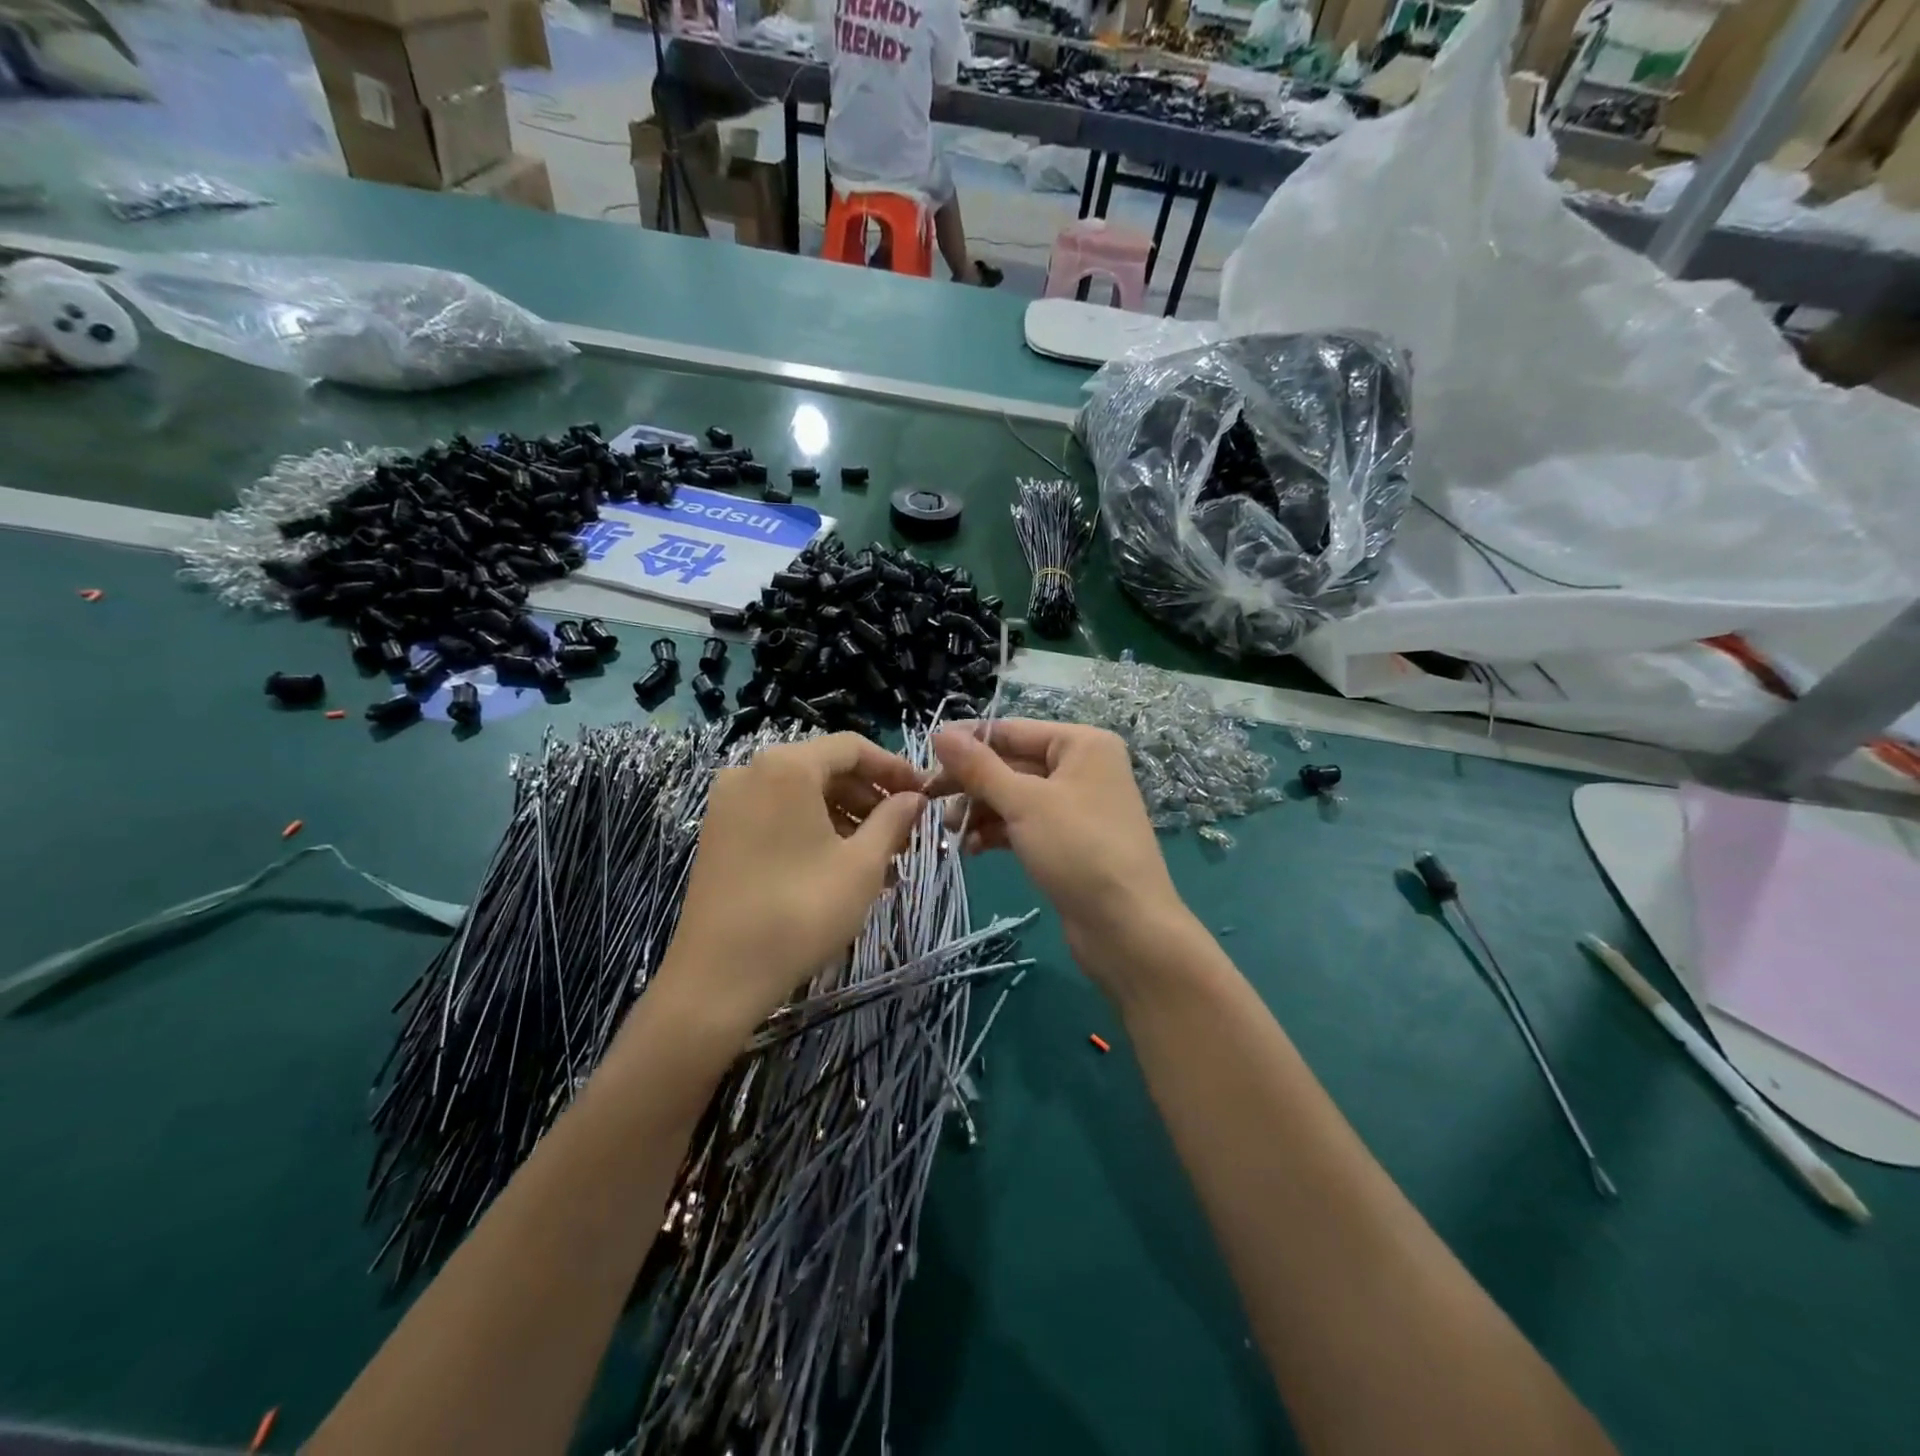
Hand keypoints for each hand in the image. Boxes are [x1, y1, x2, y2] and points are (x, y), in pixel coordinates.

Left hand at [655, 733, 925, 1038]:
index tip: (922, 795)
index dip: (893, 767)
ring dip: (845, 819)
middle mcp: (751, 772)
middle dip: (869, 799)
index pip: (851, 748)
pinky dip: (813, 832)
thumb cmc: (801, 911)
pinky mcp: (719, 835)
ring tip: (878, 860)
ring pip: (801, 796)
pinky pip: (777, 816)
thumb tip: (914, 798)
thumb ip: (893, 820)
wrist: (718, 977)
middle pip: (824, 769)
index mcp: (786, 767)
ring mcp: (728, 804)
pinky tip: (839, 869)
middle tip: (903, 835)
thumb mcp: (861, 865)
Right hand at [927, 720, 1192, 986]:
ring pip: (1015, 797)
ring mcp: (1076, 807)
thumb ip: (979, 767)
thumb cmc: (1079, 850)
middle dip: (972, 784)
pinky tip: (972, 849)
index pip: (1012, 731)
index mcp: (1081, 744)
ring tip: (950, 832)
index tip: (925, 756)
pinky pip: (1024, 825)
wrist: (1127, 927)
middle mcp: (1082, 768)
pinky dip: (998, 833)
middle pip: (1012, 764)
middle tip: (929, 800)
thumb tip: (940, 732)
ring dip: (980, 811)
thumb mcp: (1024, 803)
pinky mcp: (1068, 842)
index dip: (968, 742)